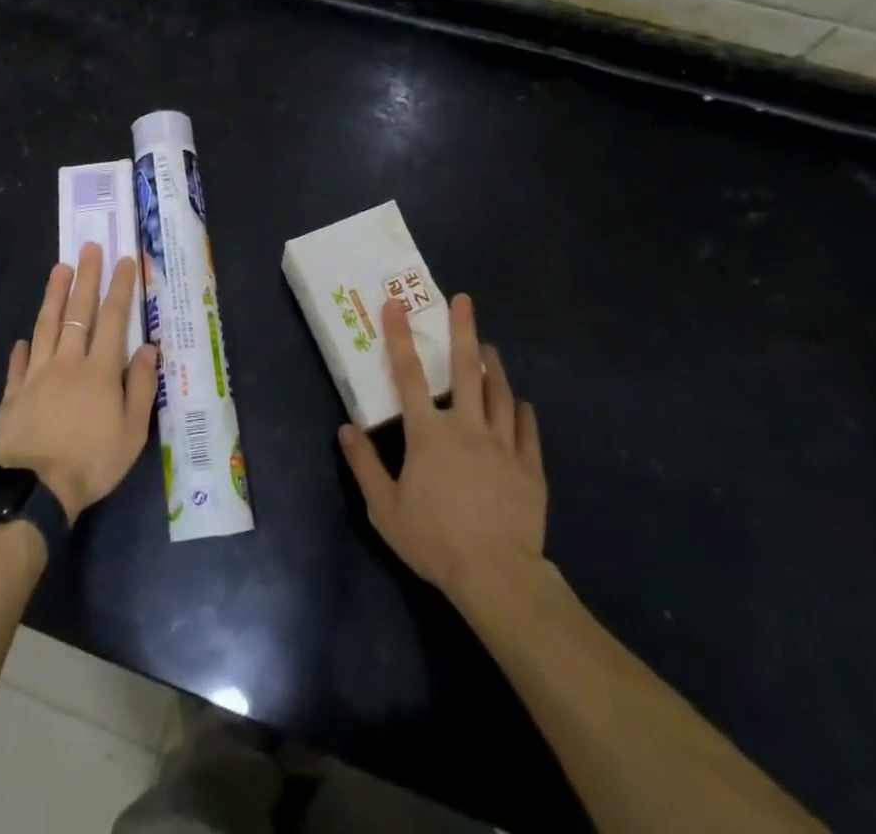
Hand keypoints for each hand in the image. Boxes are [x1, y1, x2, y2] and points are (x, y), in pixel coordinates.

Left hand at [0, 243, 159, 523]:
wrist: (35, 490)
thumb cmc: (92, 461)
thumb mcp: (132, 431)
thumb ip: (140, 386)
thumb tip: (147, 348)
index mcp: (99, 370)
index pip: (113, 318)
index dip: (120, 287)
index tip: (124, 261)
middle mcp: (67, 362)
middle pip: (77, 312)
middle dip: (85, 278)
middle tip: (88, 248)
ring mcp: (36, 375)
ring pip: (45, 326)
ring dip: (53, 296)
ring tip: (58, 269)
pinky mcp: (13, 394)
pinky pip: (19, 363)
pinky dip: (23, 348)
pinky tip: (24, 338)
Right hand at [338, 293, 547, 610]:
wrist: (497, 576)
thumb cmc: (434, 541)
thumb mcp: (384, 508)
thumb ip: (364, 465)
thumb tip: (345, 428)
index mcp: (429, 433)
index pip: (409, 375)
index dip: (400, 337)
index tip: (396, 304)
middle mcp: (467, 427)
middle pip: (466, 370)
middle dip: (463, 331)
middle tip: (464, 301)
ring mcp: (503, 445)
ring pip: (500, 394)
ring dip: (493, 367)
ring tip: (489, 346)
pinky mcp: (530, 468)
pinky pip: (527, 431)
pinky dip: (522, 412)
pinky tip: (520, 403)